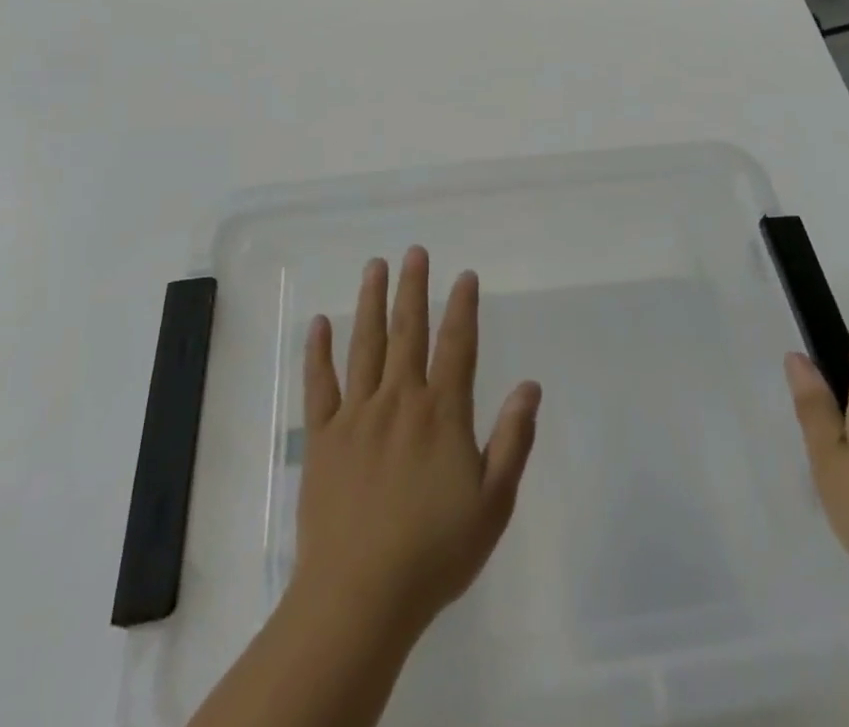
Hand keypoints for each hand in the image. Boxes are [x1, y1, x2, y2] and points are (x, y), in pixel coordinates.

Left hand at [291, 247, 541, 645]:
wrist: (359, 597)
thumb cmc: (434, 553)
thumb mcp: (493, 504)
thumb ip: (513, 440)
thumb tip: (530, 385)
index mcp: (441, 413)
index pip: (456, 346)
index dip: (463, 307)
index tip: (464, 276)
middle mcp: (399, 400)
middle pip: (408, 332)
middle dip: (413, 288)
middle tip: (415, 251)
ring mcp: (356, 415)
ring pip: (365, 345)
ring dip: (370, 303)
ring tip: (375, 266)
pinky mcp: (323, 437)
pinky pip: (319, 385)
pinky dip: (318, 352)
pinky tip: (319, 323)